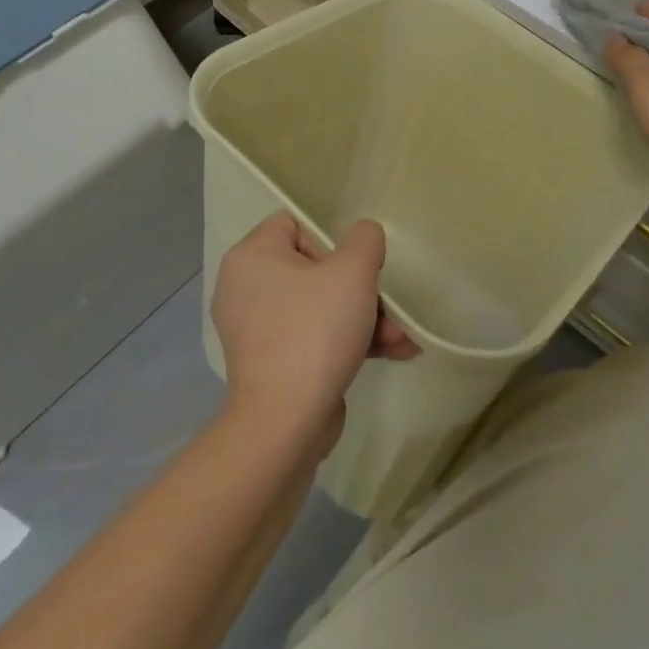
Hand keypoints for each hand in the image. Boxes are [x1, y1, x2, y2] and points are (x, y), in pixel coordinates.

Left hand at [212, 213, 418, 450]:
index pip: (295, 224)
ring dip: (366, 317)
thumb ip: (364, 239)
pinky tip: (394, 352)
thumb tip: (363, 236)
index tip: (355, 265)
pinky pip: (316, 336)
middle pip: (316, 268)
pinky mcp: (273, 363)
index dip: (332, 238)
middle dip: (362, 288)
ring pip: (322, 306)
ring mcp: (258, 330)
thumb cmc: (315, 332)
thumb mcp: (352, 271)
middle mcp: (246, 288)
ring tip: (402, 337)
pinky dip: (350, 341)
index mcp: (252, 257)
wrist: (286, 425)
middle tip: (387, 304)